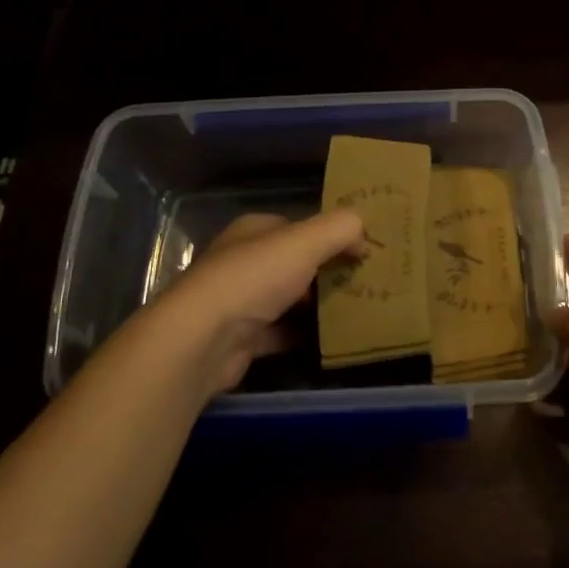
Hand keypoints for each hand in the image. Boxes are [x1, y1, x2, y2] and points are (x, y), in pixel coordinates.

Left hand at [155, 210, 363, 394]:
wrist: (203, 340)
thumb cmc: (254, 278)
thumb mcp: (306, 241)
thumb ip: (341, 228)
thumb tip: (363, 236)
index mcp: (254, 231)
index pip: (299, 227)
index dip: (330, 235)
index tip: (362, 251)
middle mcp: (244, 261)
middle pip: (295, 263)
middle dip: (327, 272)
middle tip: (365, 283)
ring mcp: (240, 302)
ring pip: (289, 299)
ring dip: (318, 306)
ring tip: (358, 310)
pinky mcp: (241, 340)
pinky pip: (282, 333)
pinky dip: (304, 336)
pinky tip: (332, 340)